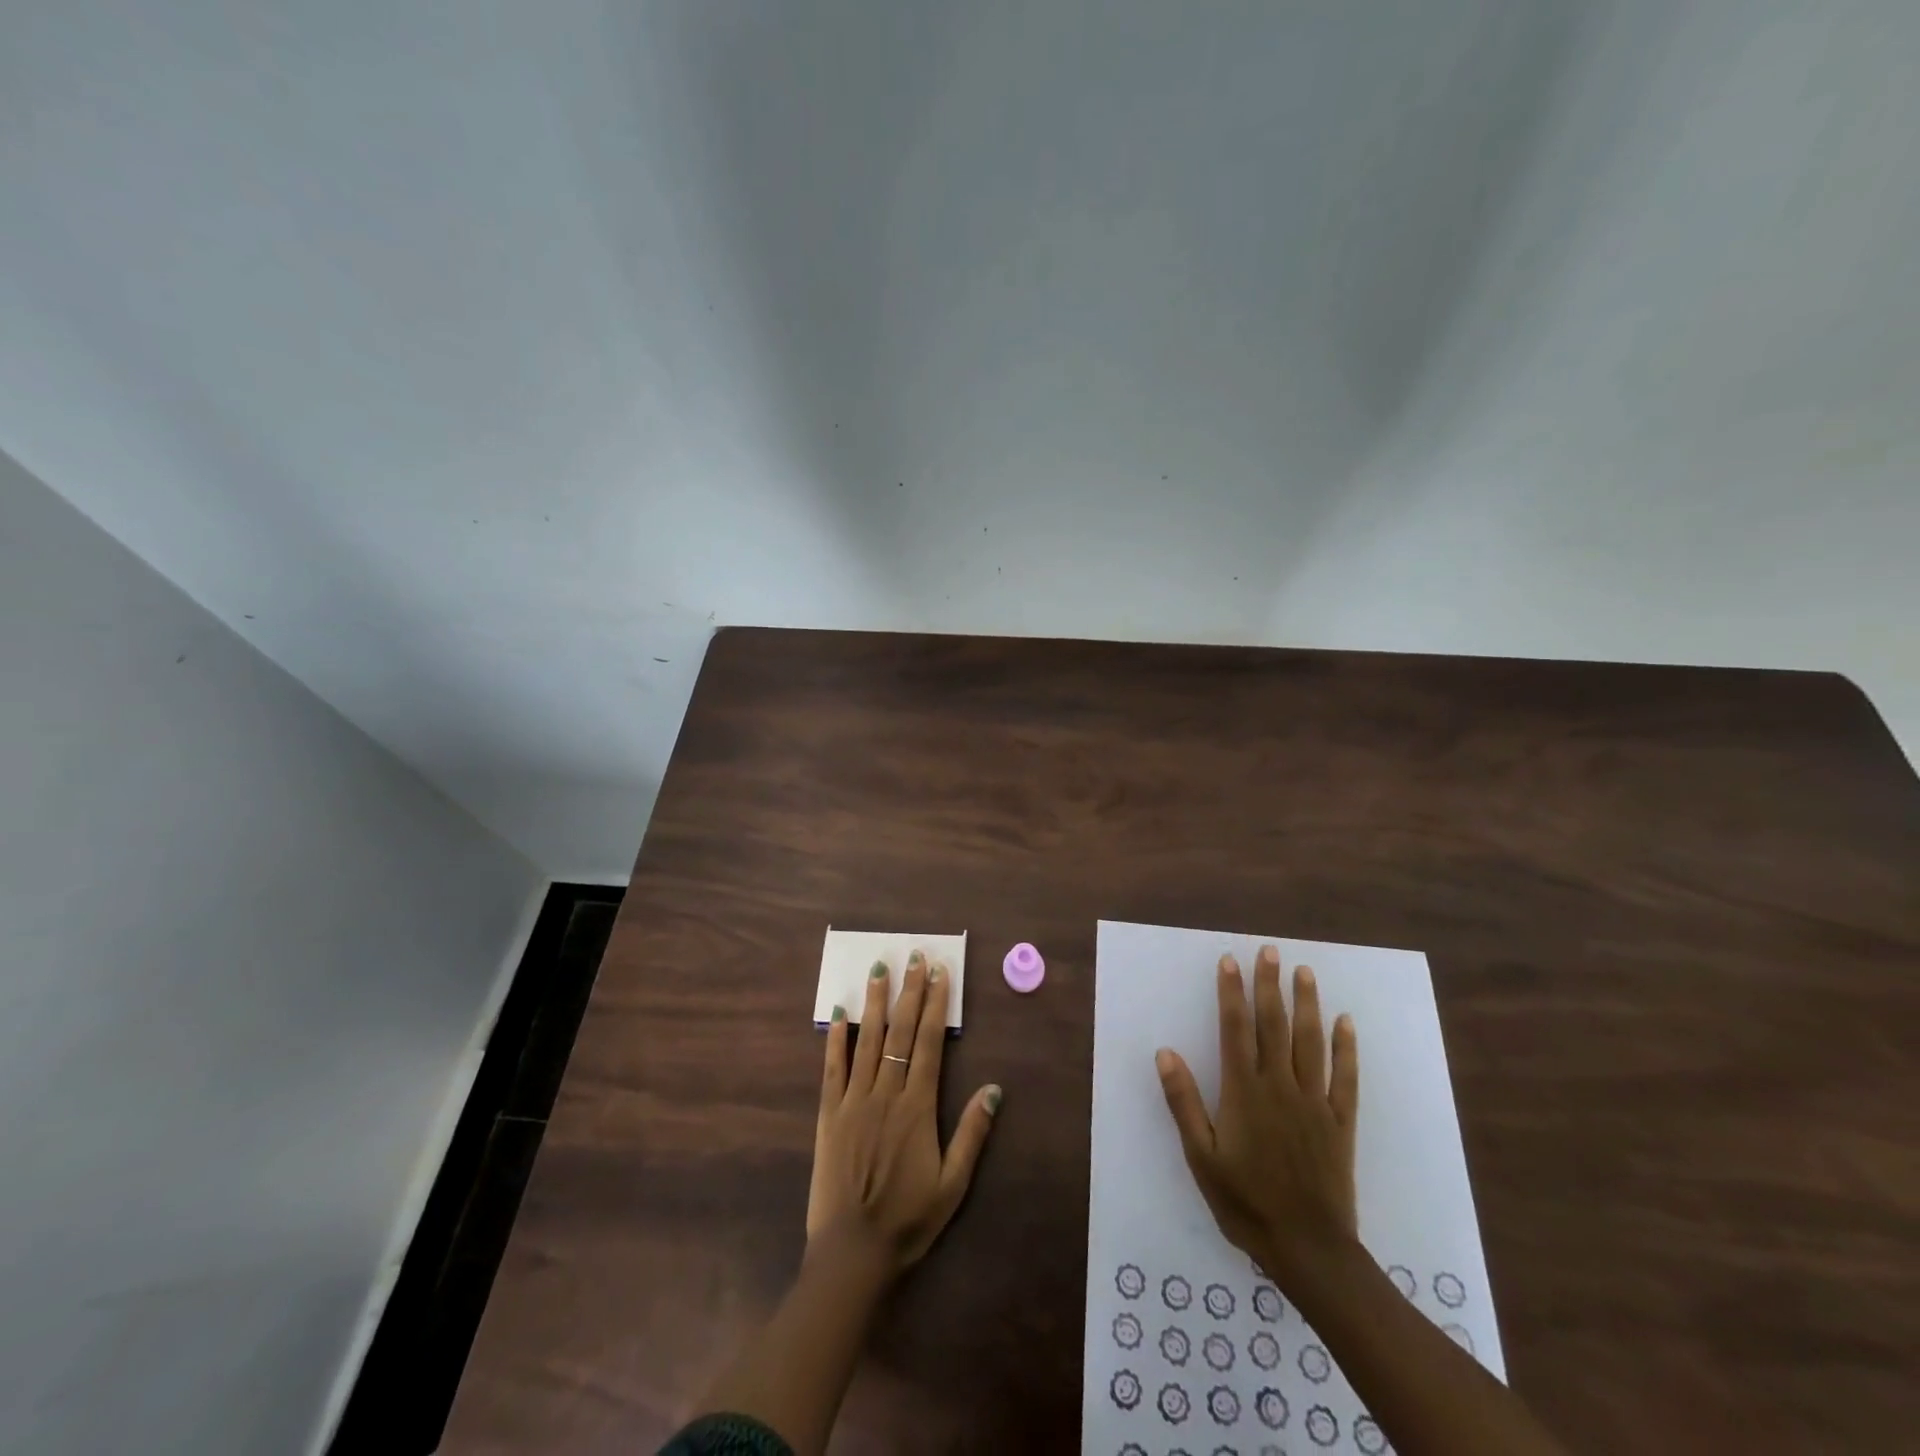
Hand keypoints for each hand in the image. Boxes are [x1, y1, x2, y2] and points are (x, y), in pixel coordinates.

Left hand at [807, 951, 1001, 1278]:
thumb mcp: (953, 1185)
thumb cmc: (908, 1220)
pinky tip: (838, 1014)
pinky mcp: (829, 1115)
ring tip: (879, 969)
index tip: (939, 974)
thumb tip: (994, 1088)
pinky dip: (836, 1039)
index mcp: (917, 1107)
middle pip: (899, 1032)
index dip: (934, 1005)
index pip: (927, 1043)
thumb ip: (972, 1134)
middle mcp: (885, 1094)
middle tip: (914, 956)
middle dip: (908, 991)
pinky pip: (832, 1069)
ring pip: (866, 1041)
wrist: (853, 1253)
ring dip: (875, 1003)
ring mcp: (853, 1101)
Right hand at [1156, 945, 1358, 1287]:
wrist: (1308, 1249)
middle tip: (1270, 951)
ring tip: (1304, 971)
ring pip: (1310, 1042)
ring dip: (1307, 1004)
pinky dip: (1346, 1048)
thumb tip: (1165, 1051)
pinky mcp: (1341, 1122)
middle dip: (1269, 985)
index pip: (1236, 1029)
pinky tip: (1345, 1022)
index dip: (1231, 992)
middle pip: (1274, 1025)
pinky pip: (1345, 1077)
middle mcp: (1280, 1086)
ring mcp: (1314, 1102)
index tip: (1229, 961)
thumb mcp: (1201, 1156)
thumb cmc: (1245, 1202)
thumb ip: (1184, 1101)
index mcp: (1244, 1091)